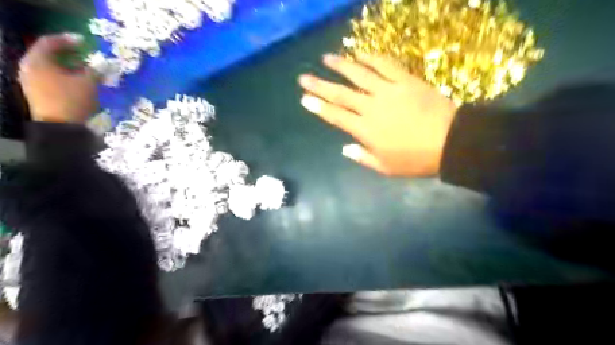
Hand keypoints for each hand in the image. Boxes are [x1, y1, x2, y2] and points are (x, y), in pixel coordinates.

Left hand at [19, 32, 96, 122]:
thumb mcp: (89, 83)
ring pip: (53, 69)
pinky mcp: (40, 95)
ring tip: (88, 72)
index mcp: (37, 61)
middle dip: (70, 55)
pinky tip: (81, 84)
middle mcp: (30, 69)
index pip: (49, 42)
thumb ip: (97, 71)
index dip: (68, 40)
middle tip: (88, 56)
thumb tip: (106, 64)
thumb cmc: (72, 99)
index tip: (85, 42)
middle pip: (50, 56)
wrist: (61, 127)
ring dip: (71, 68)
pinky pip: (54, 80)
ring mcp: (33, 83)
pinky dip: (68, 78)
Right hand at [298, 54, 455, 177]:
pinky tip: (361, 54)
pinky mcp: (405, 80)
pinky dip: (372, 58)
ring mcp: (388, 91)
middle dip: (320, 85)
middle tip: (304, 78)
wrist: (450, 142)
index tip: (305, 98)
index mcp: (365, 130)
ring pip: (359, 74)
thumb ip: (362, 157)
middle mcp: (371, 107)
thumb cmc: (416, 159)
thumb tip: (344, 148)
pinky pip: (385, 65)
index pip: (335, 116)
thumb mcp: (386, 167)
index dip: (319, 106)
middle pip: (340, 93)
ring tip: (327, 58)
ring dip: (341, 65)